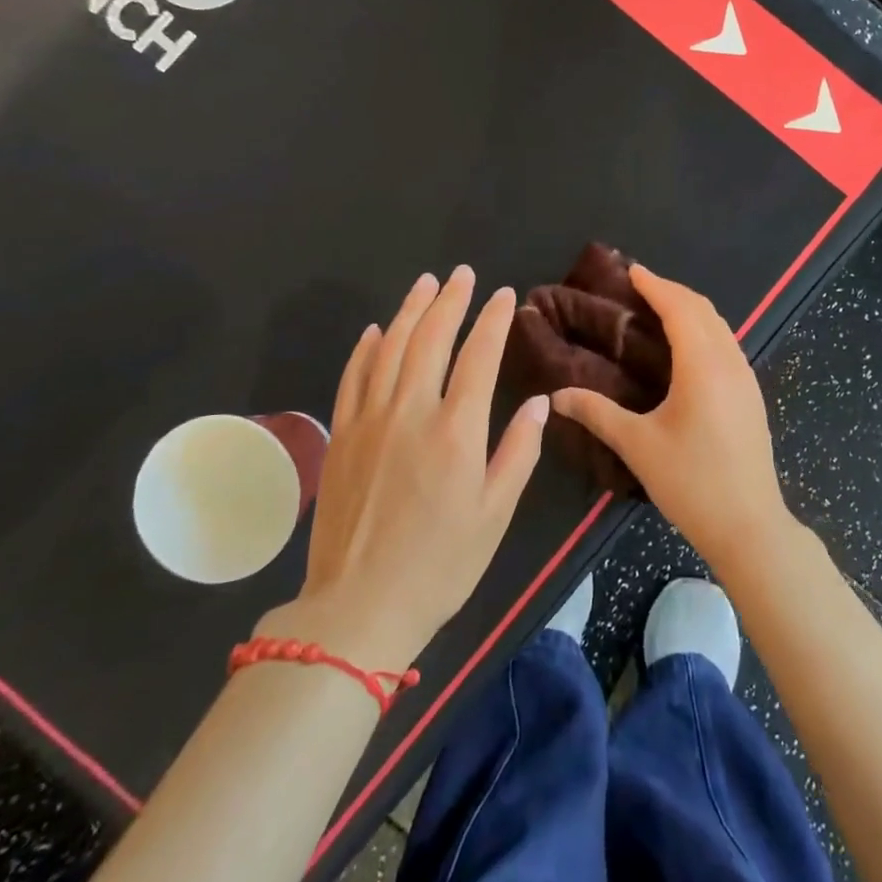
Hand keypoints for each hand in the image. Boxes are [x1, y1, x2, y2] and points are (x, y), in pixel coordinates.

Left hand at [262, 267, 548, 668]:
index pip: (479, 356)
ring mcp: (369, 420)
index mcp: (456, 431)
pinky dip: (366, 348)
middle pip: (430, 339)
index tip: (505, 295)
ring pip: (390, 348)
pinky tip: (377, 330)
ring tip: (425, 283)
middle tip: (462, 275)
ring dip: (409, 311)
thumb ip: (519, 451)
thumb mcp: (495, 514)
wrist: (359, 606)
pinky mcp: (341, 435)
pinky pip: (353, 377)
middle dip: (450, 300)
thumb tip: (540, 402)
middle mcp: (411, 412)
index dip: (493, 320)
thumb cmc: (440, 564)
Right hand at [551, 265, 794, 580]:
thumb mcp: (638, 446)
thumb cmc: (691, 483)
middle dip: (672, 291)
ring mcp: (746, 379)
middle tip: (639, 287)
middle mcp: (729, 362)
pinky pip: (727, 345)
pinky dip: (705, 331)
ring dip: (691, 310)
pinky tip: (687, 349)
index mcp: (702, 365)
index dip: (655, 285)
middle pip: (703, 310)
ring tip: (660, 309)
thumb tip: (556, 397)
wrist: (750, 527)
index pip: (679, 308)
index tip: (631, 270)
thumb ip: (597, 413)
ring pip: (720, 327)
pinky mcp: (752, 396)